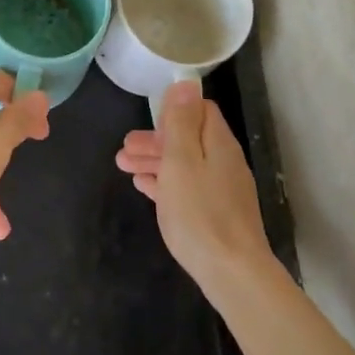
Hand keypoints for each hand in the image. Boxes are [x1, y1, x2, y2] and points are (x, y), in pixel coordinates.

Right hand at [115, 81, 273, 289]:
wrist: (231, 272)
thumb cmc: (200, 212)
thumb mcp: (181, 160)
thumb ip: (180, 122)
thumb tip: (186, 82)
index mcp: (218, 143)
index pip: (200, 110)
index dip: (172, 111)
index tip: (147, 120)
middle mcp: (224, 162)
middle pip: (188, 139)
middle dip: (155, 139)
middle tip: (123, 148)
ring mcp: (222, 190)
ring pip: (185, 164)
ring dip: (154, 161)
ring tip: (124, 167)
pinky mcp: (216, 214)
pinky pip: (187, 187)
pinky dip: (165, 182)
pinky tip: (145, 187)